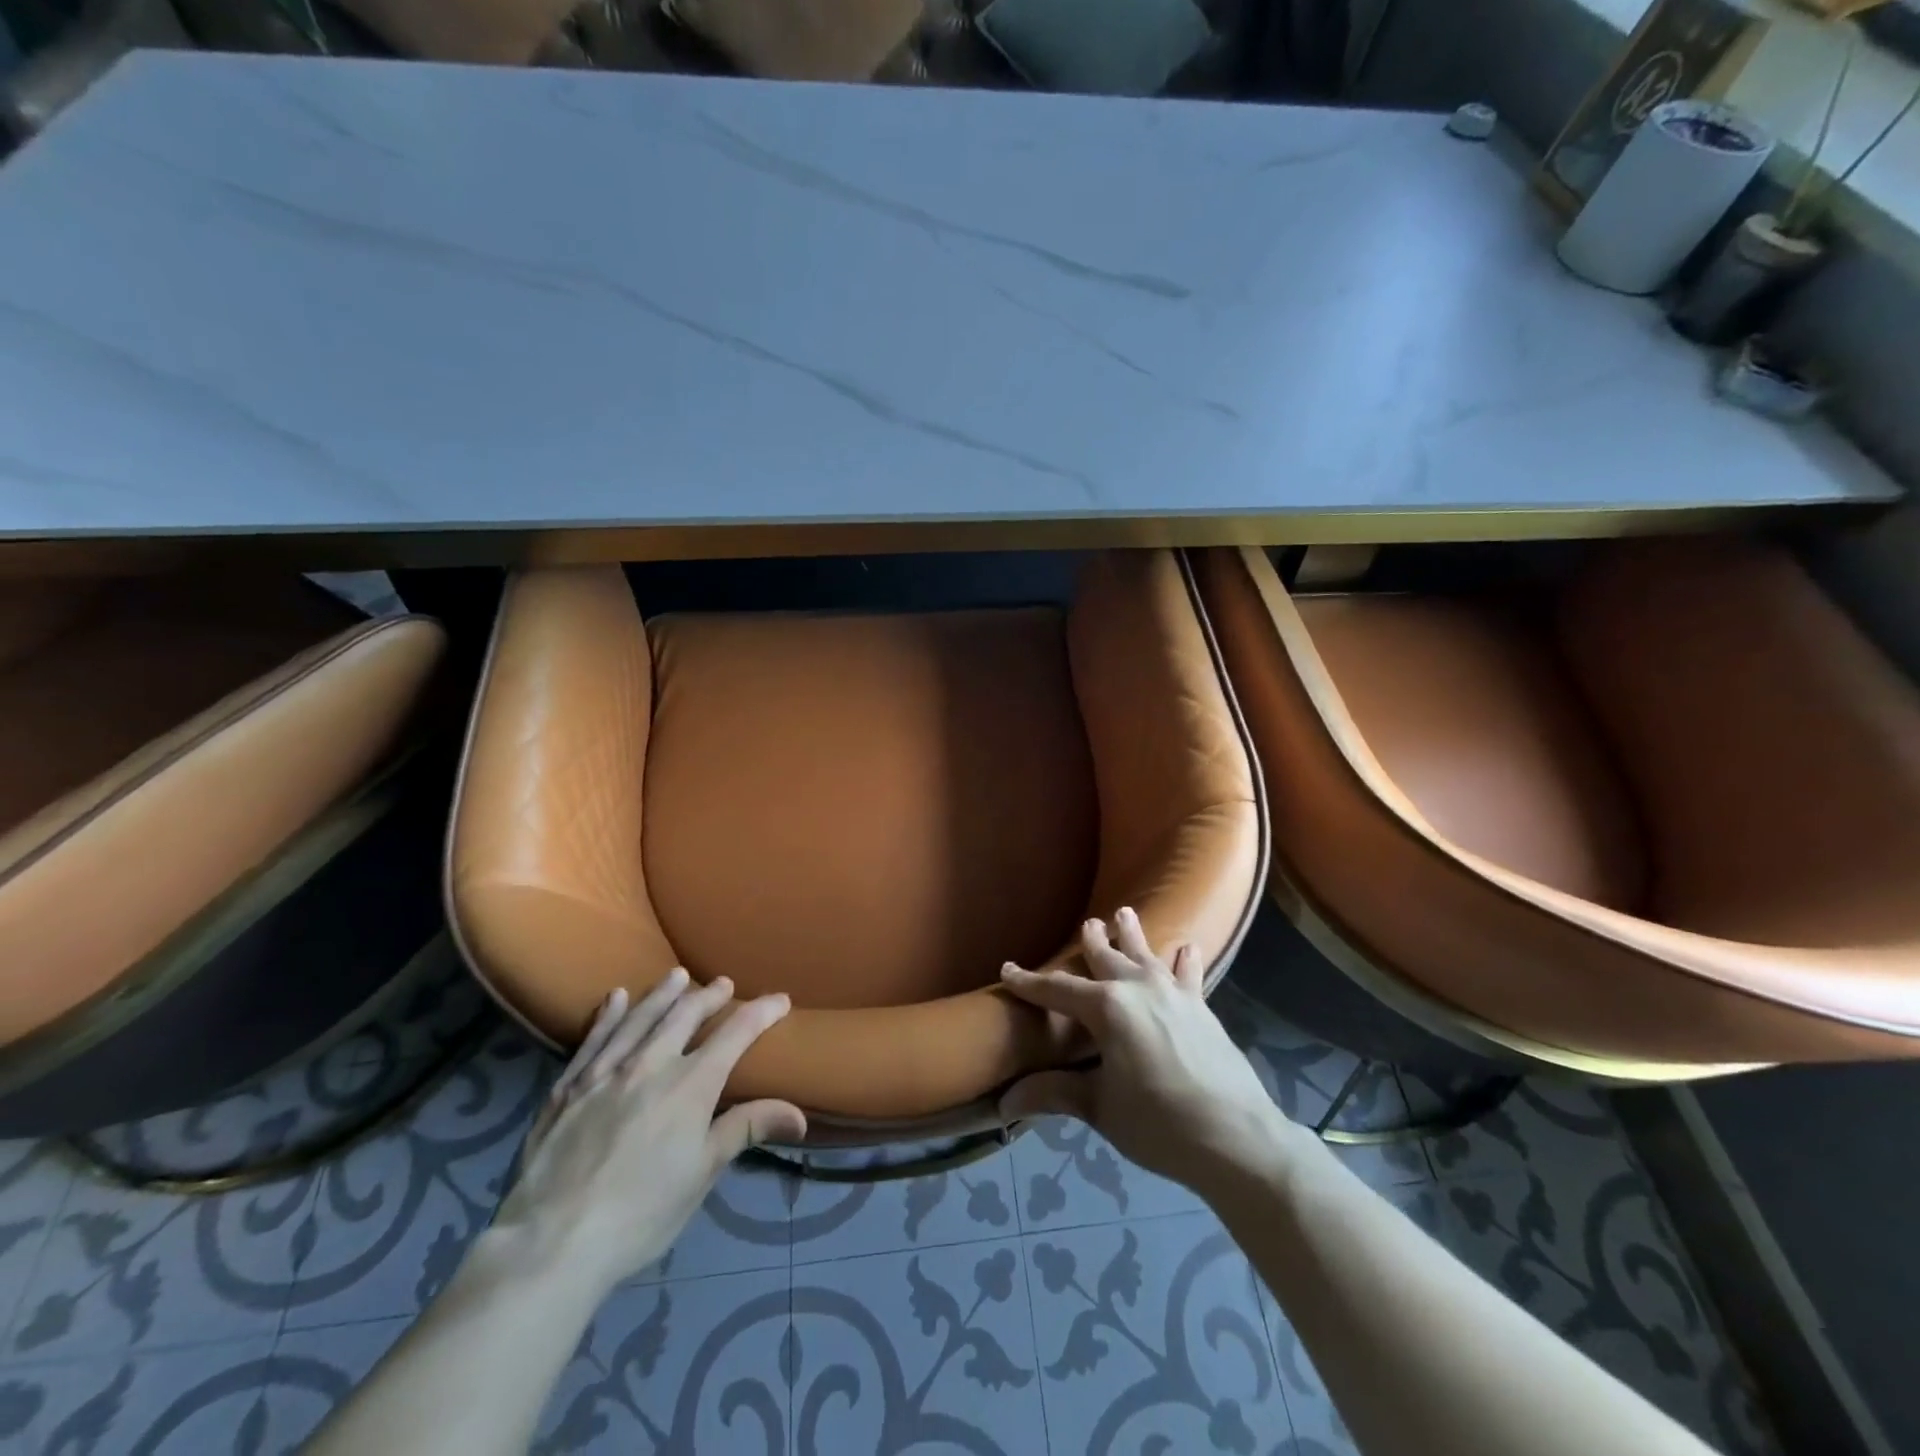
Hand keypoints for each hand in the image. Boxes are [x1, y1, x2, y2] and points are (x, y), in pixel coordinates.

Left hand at [492, 971, 805, 1293]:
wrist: (552, 1242)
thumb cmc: (641, 1212)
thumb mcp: (703, 1172)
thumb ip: (748, 1129)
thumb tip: (800, 1115)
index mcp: (691, 1084)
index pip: (736, 1033)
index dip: (761, 1012)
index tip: (780, 1000)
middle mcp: (651, 1063)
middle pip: (686, 1014)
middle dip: (709, 996)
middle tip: (723, 984)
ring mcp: (605, 1071)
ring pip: (640, 1017)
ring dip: (663, 993)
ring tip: (677, 976)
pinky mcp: (568, 1087)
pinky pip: (593, 1038)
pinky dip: (608, 1015)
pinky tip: (615, 998)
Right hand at [998, 908, 1295, 1197]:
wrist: (1236, 1136)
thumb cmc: (1159, 1123)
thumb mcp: (1101, 1109)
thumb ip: (1056, 1094)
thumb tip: (1004, 1102)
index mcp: (1106, 1008)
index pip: (1057, 990)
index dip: (1029, 982)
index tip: (1007, 969)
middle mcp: (1137, 988)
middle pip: (1106, 957)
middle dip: (1092, 941)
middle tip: (1086, 924)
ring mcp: (1173, 993)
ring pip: (1146, 954)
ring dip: (1133, 934)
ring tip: (1125, 913)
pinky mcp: (1201, 1007)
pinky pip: (1188, 973)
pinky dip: (1184, 960)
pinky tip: (1187, 948)